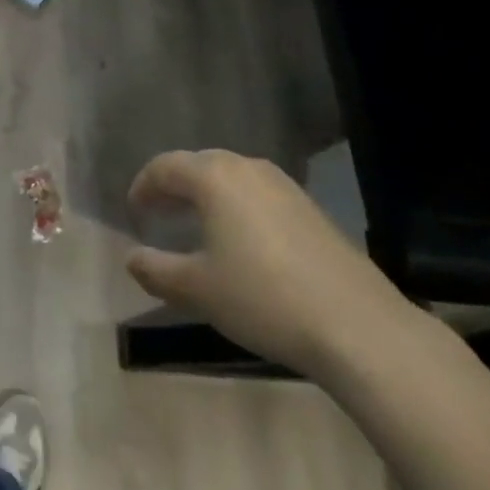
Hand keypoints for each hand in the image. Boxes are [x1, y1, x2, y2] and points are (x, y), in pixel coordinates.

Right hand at [126, 150, 414, 379]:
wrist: (357, 325)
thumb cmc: (263, 298)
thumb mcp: (198, 290)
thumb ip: (156, 270)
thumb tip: (131, 258)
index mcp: (214, 177)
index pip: (165, 166)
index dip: (143, 186)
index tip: (133, 211)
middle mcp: (248, 169)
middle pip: (199, 164)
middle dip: (175, 186)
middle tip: (159, 213)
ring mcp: (284, 186)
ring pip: (232, 178)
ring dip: (207, 195)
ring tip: (196, 225)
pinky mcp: (310, 208)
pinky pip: (259, 194)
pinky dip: (237, 207)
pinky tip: (241, 241)